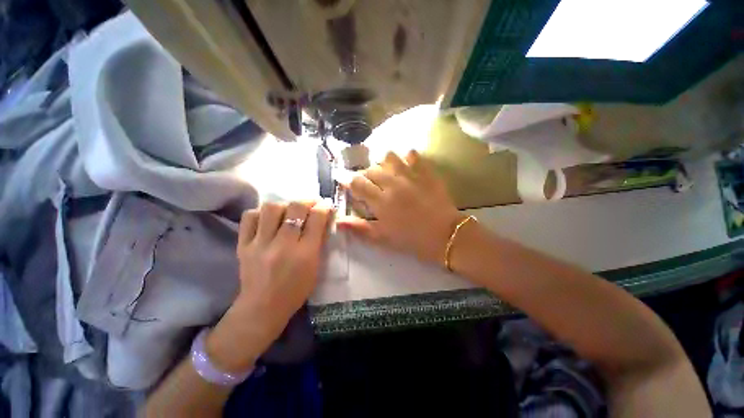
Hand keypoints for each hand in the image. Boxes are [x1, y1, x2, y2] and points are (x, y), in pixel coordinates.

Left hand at [206, 201, 333, 371]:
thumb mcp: (316, 267)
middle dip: (307, 201)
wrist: (262, 308)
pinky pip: (249, 217)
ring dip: (284, 205)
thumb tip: (323, 218)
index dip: (324, 207)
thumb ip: (320, 241)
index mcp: (305, 254)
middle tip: (310, 204)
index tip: (326, 204)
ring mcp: (260, 244)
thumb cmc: (296, 290)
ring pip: (271, 208)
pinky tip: (268, 218)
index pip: (317, 219)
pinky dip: (261, 213)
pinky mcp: (243, 245)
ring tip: (288, 210)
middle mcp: (282, 245)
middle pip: (295, 208)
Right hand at [338, 150, 463, 265]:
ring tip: (386, 172)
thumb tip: (338, 221)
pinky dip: (406, 157)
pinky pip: (413, 155)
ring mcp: (410, 175)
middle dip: (365, 175)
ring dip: (383, 163)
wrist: (446, 236)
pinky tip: (406, 165)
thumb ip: (359, 228)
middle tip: (369, 184)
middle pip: (371, 169)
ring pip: (389, 156)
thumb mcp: (383, 239)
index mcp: (381, 201)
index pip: (357, 182)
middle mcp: (393, 183)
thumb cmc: (412, 240)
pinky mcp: (426, 172)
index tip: (348, 183)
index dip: (349, 181)